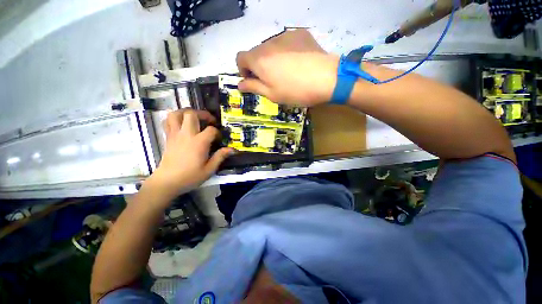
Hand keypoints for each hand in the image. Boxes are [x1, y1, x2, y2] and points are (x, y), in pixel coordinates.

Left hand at [146, 109, 234, 199]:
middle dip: (203, 114)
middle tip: (209, 120)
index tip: (219, 139)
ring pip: (177, 114)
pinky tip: (182, 123)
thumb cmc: (190, 176)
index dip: (217, 132)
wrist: (167, 182)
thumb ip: (220, 157)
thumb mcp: (209, 169)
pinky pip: (168, 121)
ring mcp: (175, 135)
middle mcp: (186, 135)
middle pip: (192, 114)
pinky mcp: (168, 137)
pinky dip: (175, 118)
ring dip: (186, 112)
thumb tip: (232, 149)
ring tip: (195, 117)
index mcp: (199, 143)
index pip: (211, 130)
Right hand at [236, 29, 338, 106]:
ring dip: (272, 59)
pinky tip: (297, 62)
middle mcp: (268, 43)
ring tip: (287, 72)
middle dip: (259, 66)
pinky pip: (286, 43)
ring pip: (271, 47)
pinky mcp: (300, 34)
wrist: (326, 78)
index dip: (243, 70)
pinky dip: (285, 52)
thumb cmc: (295, 91)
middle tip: (272, 80)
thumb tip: (240, 84)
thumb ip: (253, 87)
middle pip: (256, 52)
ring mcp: (285, 36)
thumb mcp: (272, 95)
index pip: (240, 58)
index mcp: (259, 60)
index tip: (253, 80)